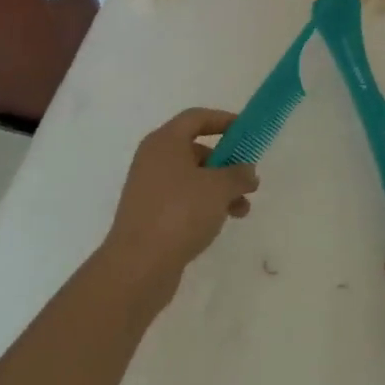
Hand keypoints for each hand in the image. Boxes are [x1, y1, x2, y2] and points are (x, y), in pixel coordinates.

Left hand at [102, 108, 257, 298]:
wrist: (138, 266)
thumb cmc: (180, 213)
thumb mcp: (219, 188)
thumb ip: (239, 174)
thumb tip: (247, 172)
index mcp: (164, 142)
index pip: (196, 117)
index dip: (223, 120)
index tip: (246, 132)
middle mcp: (153, 160)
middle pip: (195, 149)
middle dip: (226, 163)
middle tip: (247, 177)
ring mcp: (149, 189)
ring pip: (192, 178)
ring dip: (220, 189)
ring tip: (242, 209)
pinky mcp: (149, 216)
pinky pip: (183, 200)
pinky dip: (204, 205)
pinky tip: (221, 223)